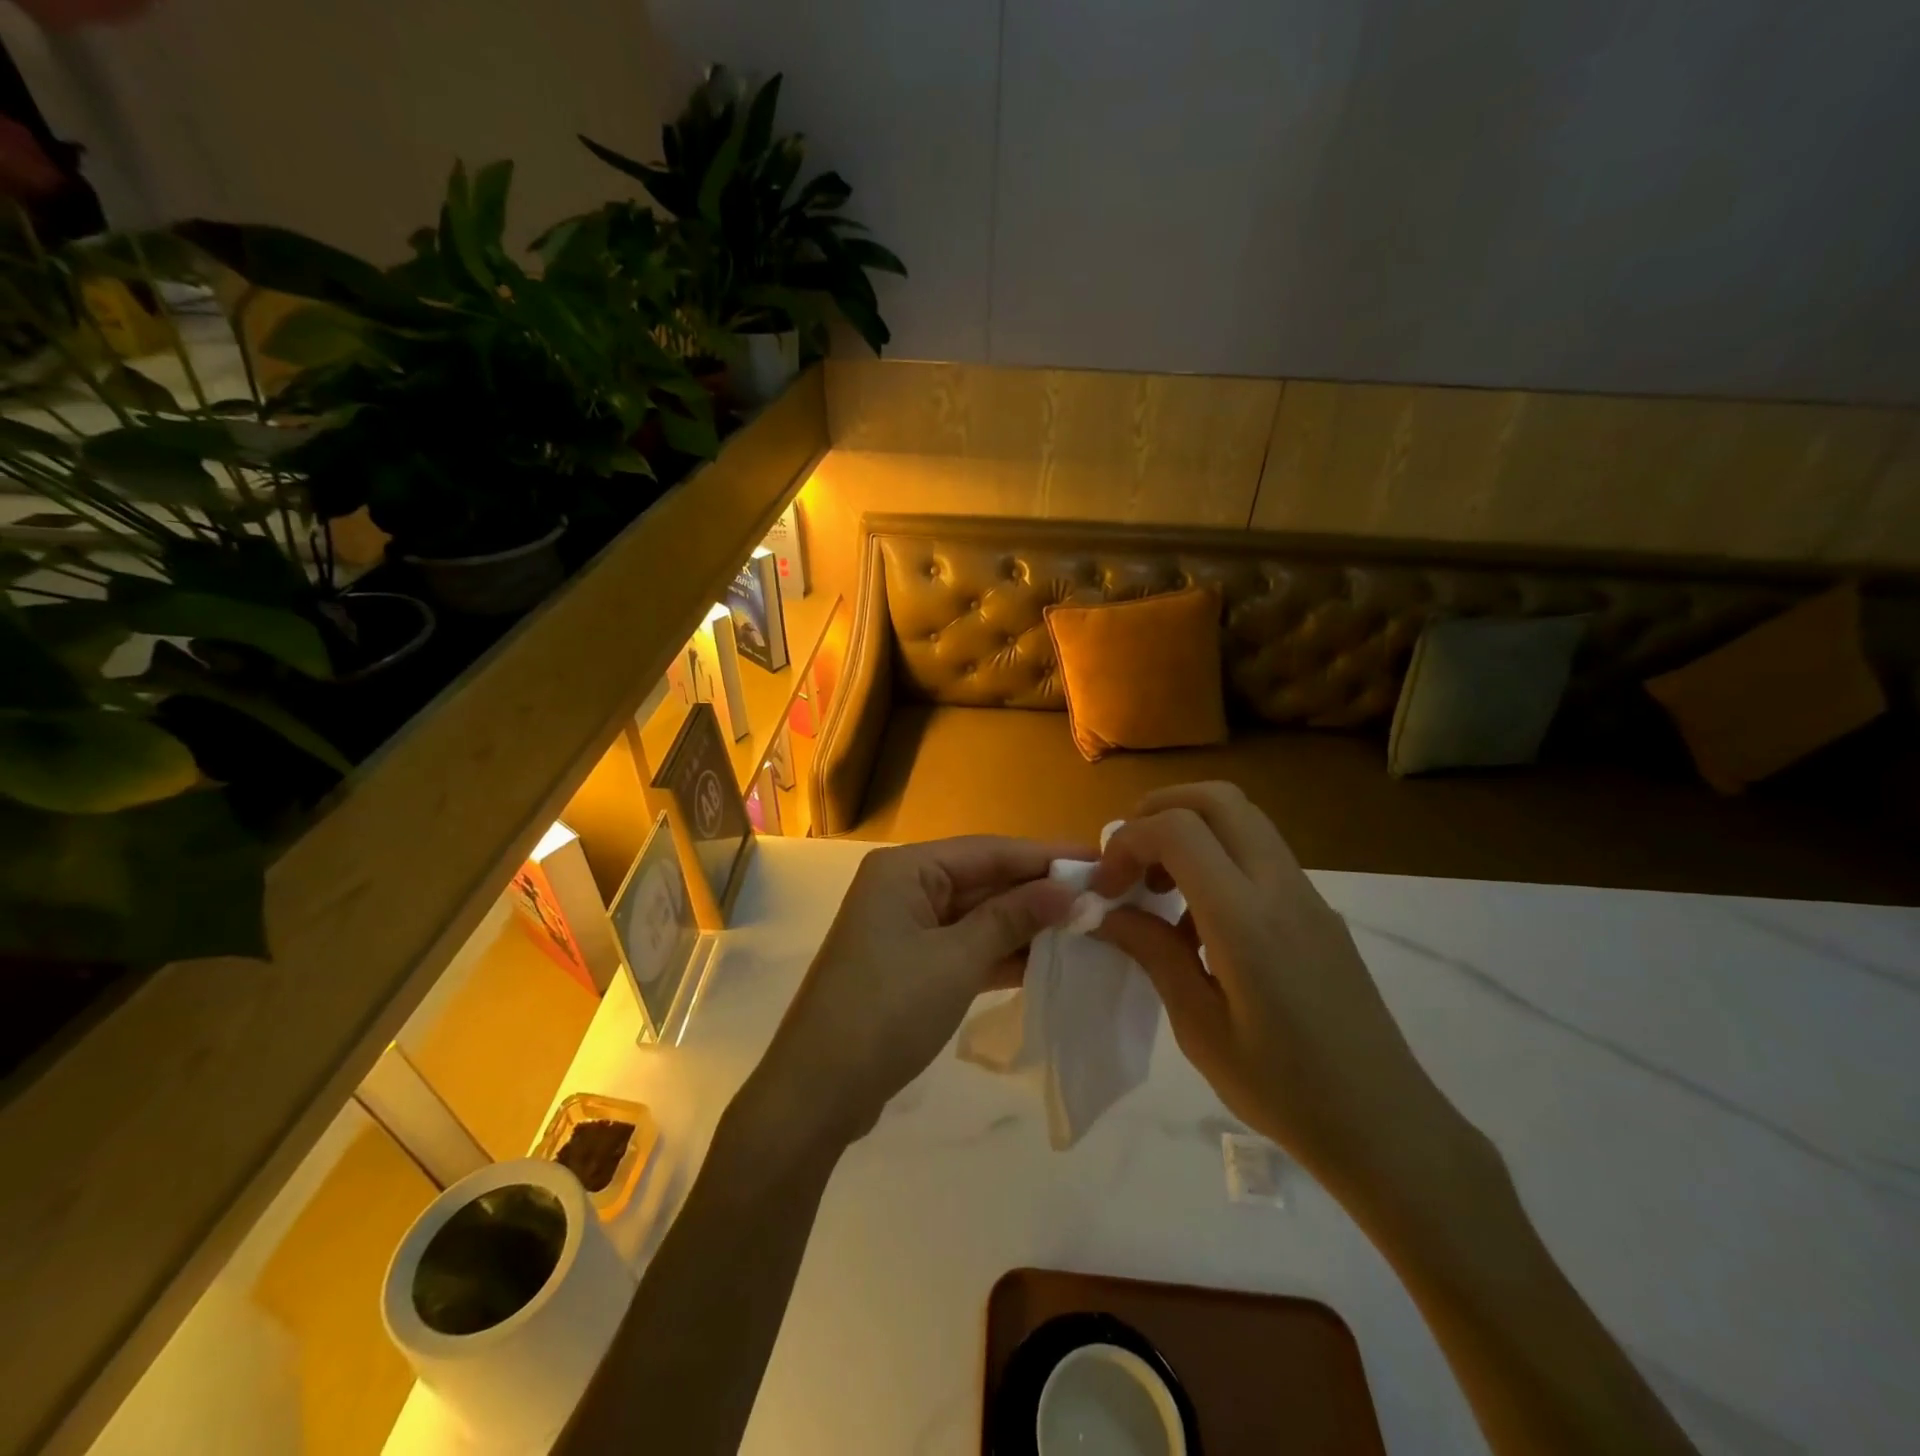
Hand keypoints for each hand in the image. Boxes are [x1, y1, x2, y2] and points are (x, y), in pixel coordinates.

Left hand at [751, 837, 1078, 1145]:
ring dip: (1025, 924)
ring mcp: (907, 929)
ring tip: (1087, 927)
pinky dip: (1002, 953)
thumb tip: (1071, 890)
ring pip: (977, 915)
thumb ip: (1013, 919)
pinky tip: (1048, 959)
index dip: (1045, 856)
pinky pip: (966, 947)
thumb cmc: (886, 1011)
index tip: (1100, 859)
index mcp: (905, 869)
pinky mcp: (912, 966)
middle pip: (983, 880)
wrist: (818, 1093)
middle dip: (1038, 891)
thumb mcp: (956, 960)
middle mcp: (904, 887)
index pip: (988, 850)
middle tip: (1102, 897)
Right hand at [1091, 782, 1461, 1191]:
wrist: (1388, 1127)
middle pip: (1217, 799)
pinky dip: (1218, 858)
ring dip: (1190, 831)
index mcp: (1246, 920)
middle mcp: (1281, 888)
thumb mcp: (1199, 1028)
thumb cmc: (1285, 1090)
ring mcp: (1307, 895)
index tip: (1106, 887)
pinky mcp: (1319, 911)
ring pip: (1242, 819)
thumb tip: (1106, 911)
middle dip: (1159, 810)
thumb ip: (1153, 953)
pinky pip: (1260, 854)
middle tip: (1129, 859)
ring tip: (1160, 890)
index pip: (1178, 830)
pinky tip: (1201, 923)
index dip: (1128, 841)